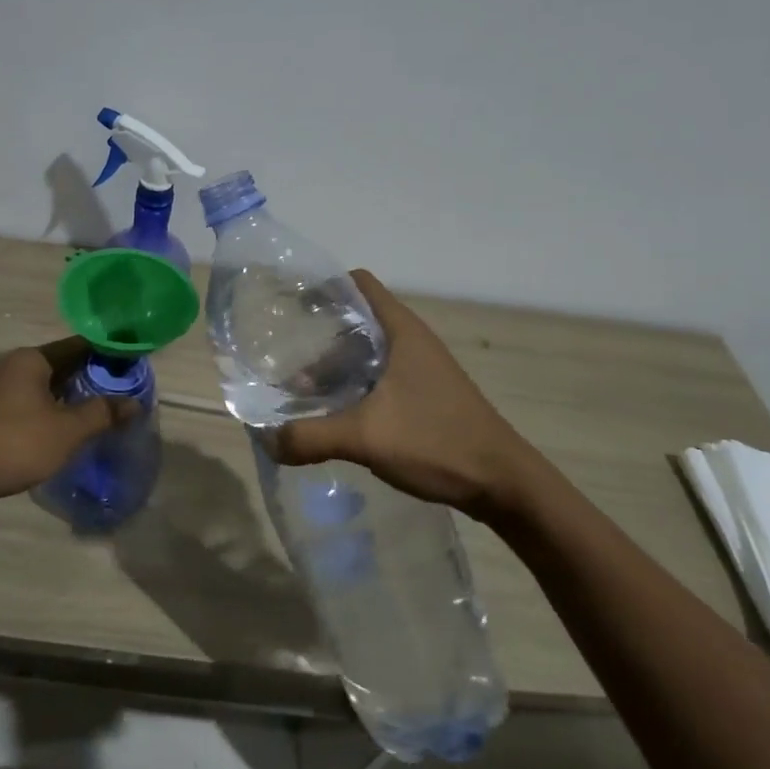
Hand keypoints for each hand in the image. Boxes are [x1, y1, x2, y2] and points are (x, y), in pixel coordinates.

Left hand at [0, 338, 132, 502]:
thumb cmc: (19, 442)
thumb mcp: (68, 429)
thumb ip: (103, 412)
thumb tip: (134, 403)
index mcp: (32, 360)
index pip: (78, 345)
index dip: (106, 353)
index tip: (132, 363)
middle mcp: (15, 366)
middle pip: (63, 364)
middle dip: (92, 375)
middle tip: (124, 388)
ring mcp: (2, 389)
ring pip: (48, 384)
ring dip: (74, 394)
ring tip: (104, 406)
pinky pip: (35, 400)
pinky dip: (56, 406)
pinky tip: (72, 423)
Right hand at [273, 270, 542, 516]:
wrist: (502, 484)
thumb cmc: (437, 442)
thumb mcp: (365, 437)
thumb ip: (311, 435)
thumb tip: (267, 440)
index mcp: (402, 332)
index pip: (358, 284)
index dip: (323, 286)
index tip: (289, 304)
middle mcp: (411, 342)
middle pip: (356, 321)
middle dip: (318, 337)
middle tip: (284, 357)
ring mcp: (420, 370)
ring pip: (366, 354)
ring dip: (334, 369)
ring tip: (300, 393)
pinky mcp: (423, 396)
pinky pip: (378, 379)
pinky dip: (352, 388)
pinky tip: (333, 415)